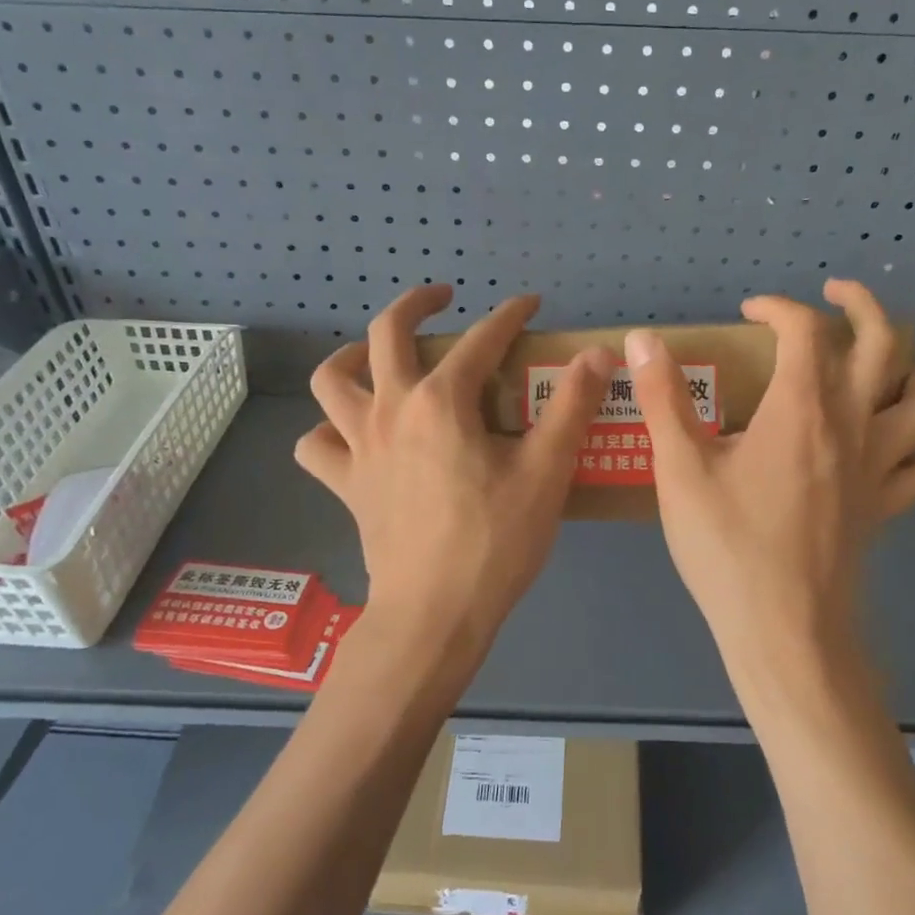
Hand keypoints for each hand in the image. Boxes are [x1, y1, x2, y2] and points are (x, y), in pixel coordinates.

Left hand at [295, 285, 612, 689]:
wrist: (434, 614)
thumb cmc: (495, 542)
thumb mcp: (547, 472)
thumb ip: (572, 406)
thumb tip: (598, 354)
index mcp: (442, 401)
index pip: (481, 339)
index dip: (510, 314)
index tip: (530, 305)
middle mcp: (392, 410)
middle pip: (387, 333)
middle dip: (417, 303)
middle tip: (443, 299)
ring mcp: (359, 446)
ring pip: (331, 381)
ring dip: (352, 357)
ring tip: (377, 357)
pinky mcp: (346, 484)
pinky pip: (317, 446)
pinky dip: (327, 432)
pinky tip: (351, 435)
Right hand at [626, 280, 914, 709]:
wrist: (784, 630)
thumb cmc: (727, 547)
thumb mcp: (680, 470)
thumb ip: (662, 399)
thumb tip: (642, 339)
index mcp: (802, 409)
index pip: (805, 331)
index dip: (778, 308)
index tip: (749, 312)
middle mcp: (852, 426)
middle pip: (885, 345)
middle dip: (862, 305)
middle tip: (836, 294)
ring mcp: (878, 469)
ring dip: (908, 367)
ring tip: (882, 359)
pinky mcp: (885, 508)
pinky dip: (911, 445)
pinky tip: (886, 448)